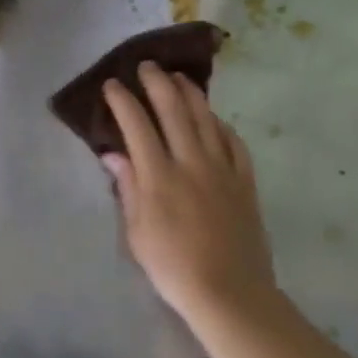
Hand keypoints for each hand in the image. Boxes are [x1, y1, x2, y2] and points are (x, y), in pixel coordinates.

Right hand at [102, 63, 273, 329]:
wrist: (230, 292)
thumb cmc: (173, 267)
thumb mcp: (137, 232)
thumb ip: (127, 187)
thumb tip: (113, 154)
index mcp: (159, 176)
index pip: (137, 125)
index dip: (123, 101)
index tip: (112, 85)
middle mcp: (191, 162)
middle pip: (174, 110)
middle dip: (157, 83)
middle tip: (147, 66)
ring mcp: (222, 169)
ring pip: (206, 118)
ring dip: (190, 93)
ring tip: (178, 77)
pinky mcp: (245, 180)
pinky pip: (234, 142)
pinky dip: (220, 124)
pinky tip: (213, 118)